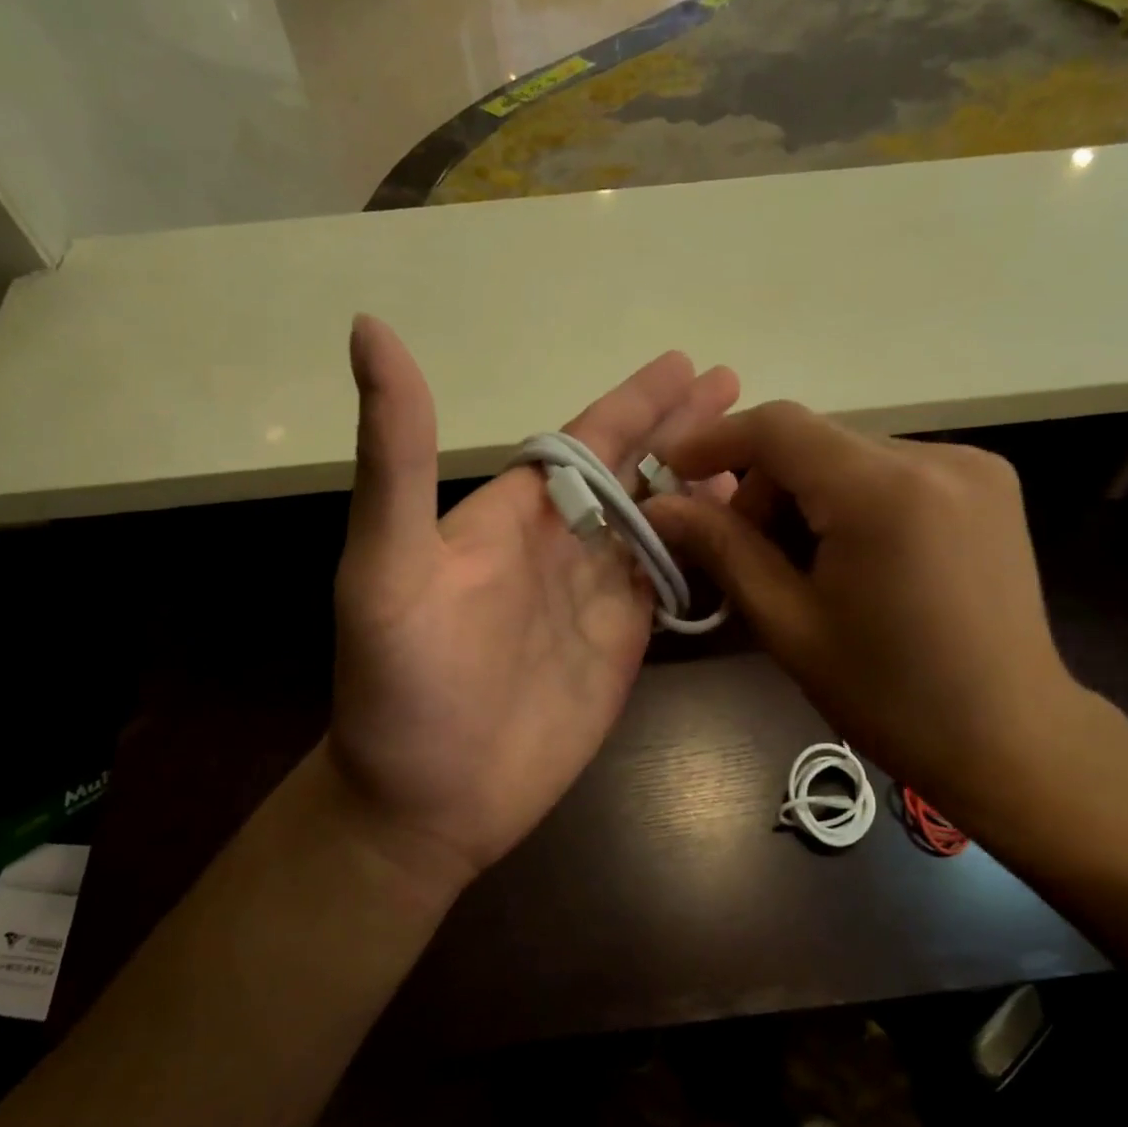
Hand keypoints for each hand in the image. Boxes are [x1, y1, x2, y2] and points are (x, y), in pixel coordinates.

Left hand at [325, 316, 738, 901]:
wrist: (425, 798)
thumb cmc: (401, 683)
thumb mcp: (387, 562)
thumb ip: (397, 455)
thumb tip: (371, 328)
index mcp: (512, 516)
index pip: (583, 443)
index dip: (633, 403)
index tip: (685, 365)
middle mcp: (560, 546)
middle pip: (633, 473)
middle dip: (680, 430)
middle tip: (736, 388)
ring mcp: (596, 597)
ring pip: (662, 523)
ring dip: (705, 485)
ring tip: (756, 456)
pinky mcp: (623, 646)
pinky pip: (672, 584)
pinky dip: (708, 554)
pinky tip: (742, 532)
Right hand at [647, 402, 1091, 831]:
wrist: (1010, 739)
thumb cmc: (889, 696)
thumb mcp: (789, 625)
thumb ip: (722, 550)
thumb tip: (659, 506)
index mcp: (884, 493)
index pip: (780, 428)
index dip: (715, 439)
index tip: (672, 470)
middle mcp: (937, 457)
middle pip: (816, 441)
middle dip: (764, 486)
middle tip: (743, 552)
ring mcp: (973, 467)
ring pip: (852, 456)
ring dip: (808, 496)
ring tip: (802, 566)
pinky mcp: (990, 484)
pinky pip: (893, 471)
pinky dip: (852, 500)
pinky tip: (854, 558)